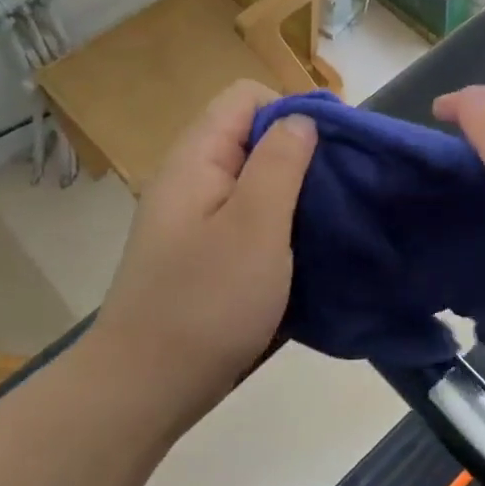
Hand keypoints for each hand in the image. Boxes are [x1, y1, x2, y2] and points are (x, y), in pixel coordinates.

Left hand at [93, 80, 317, 421]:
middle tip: (338, 190)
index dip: (293, 110)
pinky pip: (247, 218)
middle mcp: (191, 179)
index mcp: (197, 158)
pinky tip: (303, 251)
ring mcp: (194, 219)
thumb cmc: (207, 302)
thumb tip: (302, 119)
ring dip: (293, 193)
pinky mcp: (203, 254)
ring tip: (329, 219)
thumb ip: (281, 162)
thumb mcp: (255, 225)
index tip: (331, 151)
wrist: (146, 388)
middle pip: (251, 136)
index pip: (247, 97)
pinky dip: (278, 224)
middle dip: (300, 154)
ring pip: (253, 181)